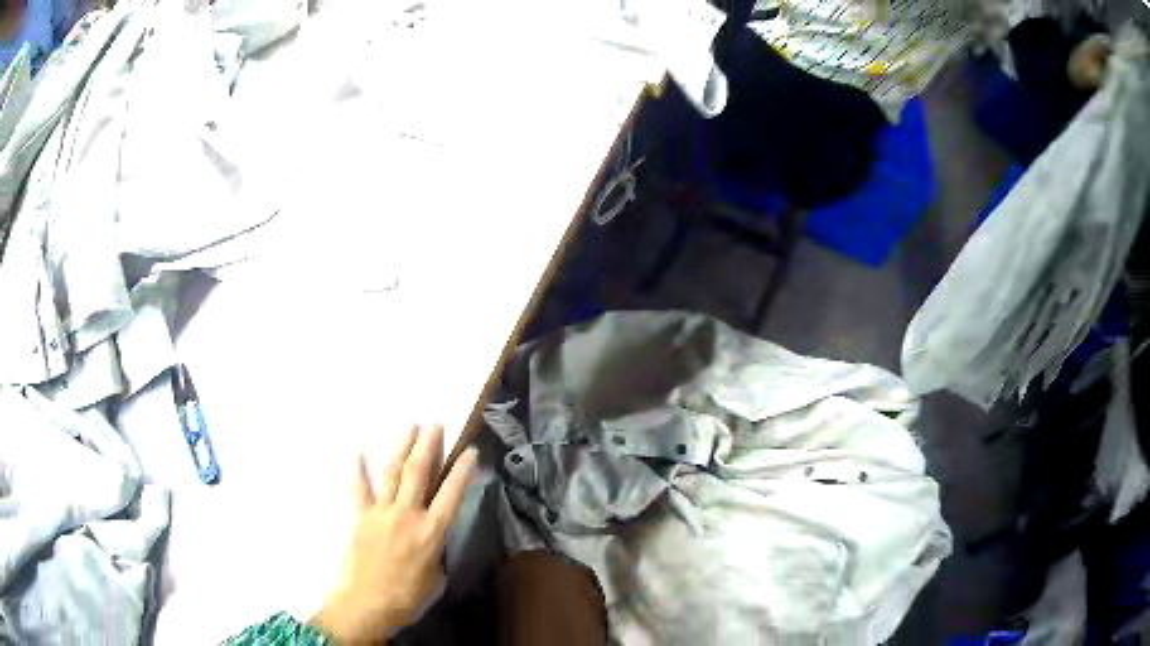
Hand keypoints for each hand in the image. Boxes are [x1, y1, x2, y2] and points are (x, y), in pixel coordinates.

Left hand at [314, 424, 476, 643]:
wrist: (368, 604)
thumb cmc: (408, 596)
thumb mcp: (435, 576)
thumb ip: (435, 550)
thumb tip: (430, 537)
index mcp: (431, 532)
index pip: (451, 495)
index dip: (462, 471)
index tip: (470, 450)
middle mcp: (407, 516)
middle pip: (419, 473)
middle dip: (428, 446)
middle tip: (434, 423)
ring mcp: (381, 513)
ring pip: (392, 473)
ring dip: (401, 448)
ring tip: (409, 426)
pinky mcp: (361, 517)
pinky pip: (358, 489)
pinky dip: (357, 470)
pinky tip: (356, 451)